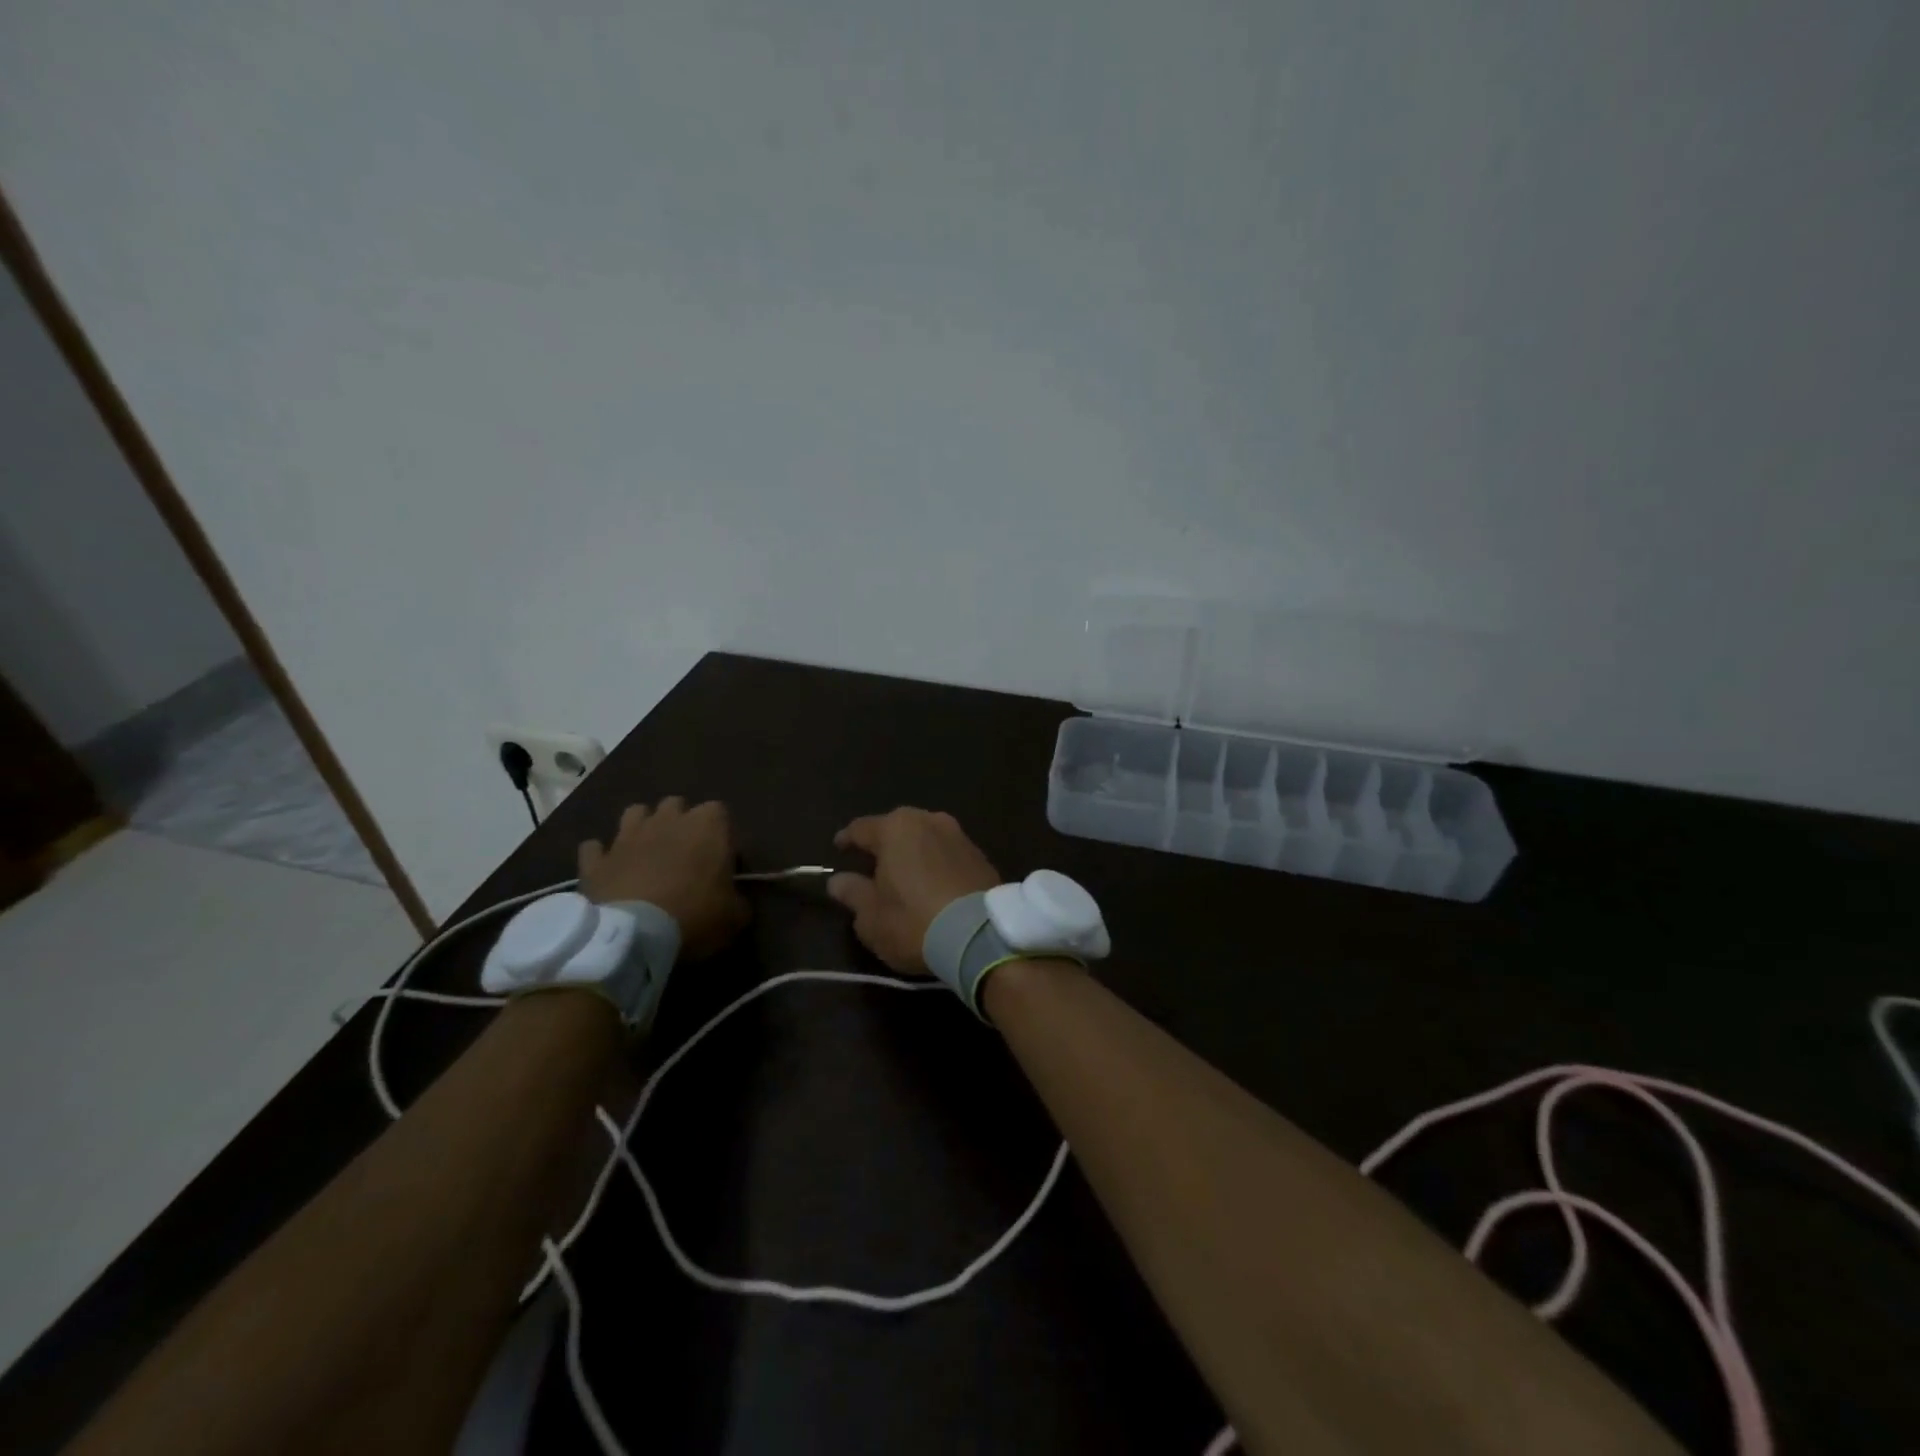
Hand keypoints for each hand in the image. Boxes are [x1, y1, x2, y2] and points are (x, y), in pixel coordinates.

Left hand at [577, 798, 747, 957]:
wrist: (633, 936)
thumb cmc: (695, 916)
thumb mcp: (735, 916)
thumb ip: (738, 901)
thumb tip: (736, 902)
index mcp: (707, 826)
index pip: (720, 811)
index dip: (720, 833)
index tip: (721, 858)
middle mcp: (667, 821)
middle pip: (676, 804)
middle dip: (680, 821)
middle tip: (685, 853)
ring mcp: (627, 837)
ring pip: (635, 813)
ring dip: (642, 827)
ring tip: (647, 852)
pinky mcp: (596, 860)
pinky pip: (595, 848)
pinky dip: (602, 856)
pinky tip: (608, 870)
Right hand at [827, 808, 1000, 973]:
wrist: (981, 936)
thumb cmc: (914, 922)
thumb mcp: (871, 917)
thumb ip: (852, 893)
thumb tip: (838, 880)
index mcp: (895, 828)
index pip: (861, 828)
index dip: (846, 839)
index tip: (838, 848)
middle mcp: (928, 820)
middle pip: (896, 828)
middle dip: (883, 844)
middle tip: (872, 865)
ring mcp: (958, 835)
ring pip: (925, 838)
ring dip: (913, 853)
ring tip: (904, 875)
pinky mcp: (980, 854)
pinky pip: (947, 853)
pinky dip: (936, 863)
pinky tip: (932, 884)